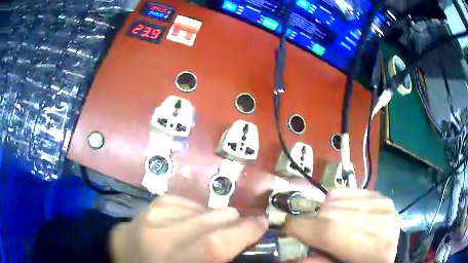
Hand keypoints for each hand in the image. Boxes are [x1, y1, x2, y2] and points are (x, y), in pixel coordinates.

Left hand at [110, 195, 267, 262]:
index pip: (213, 244)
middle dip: (230, 221)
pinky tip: (187, 219)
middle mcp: (152, 241)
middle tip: (239, 227)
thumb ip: (222, 258)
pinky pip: (168, 203)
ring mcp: (137, 225)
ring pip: (187, 207)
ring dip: (207, 215)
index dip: (244, 232)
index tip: (262, 224)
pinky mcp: (130, 218)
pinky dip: (185, 209)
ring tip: (213, 224)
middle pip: (203, 220)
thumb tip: (247, 244)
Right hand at [283, 188, 400, 262]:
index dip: (293, 229)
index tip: (287, 232)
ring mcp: (379, 203)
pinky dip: (343, 204)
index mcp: (359, 245)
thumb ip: (315, 262)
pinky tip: (349, 216)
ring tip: (335, 225)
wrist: (396, 254)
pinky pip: (351, 192)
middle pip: (325, 211)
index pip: (314, 227)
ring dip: (328, 211)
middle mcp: (370, 218)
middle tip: (315, 234)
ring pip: (336, 197)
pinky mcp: (382, 196)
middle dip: (313, 222)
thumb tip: (286, 255)